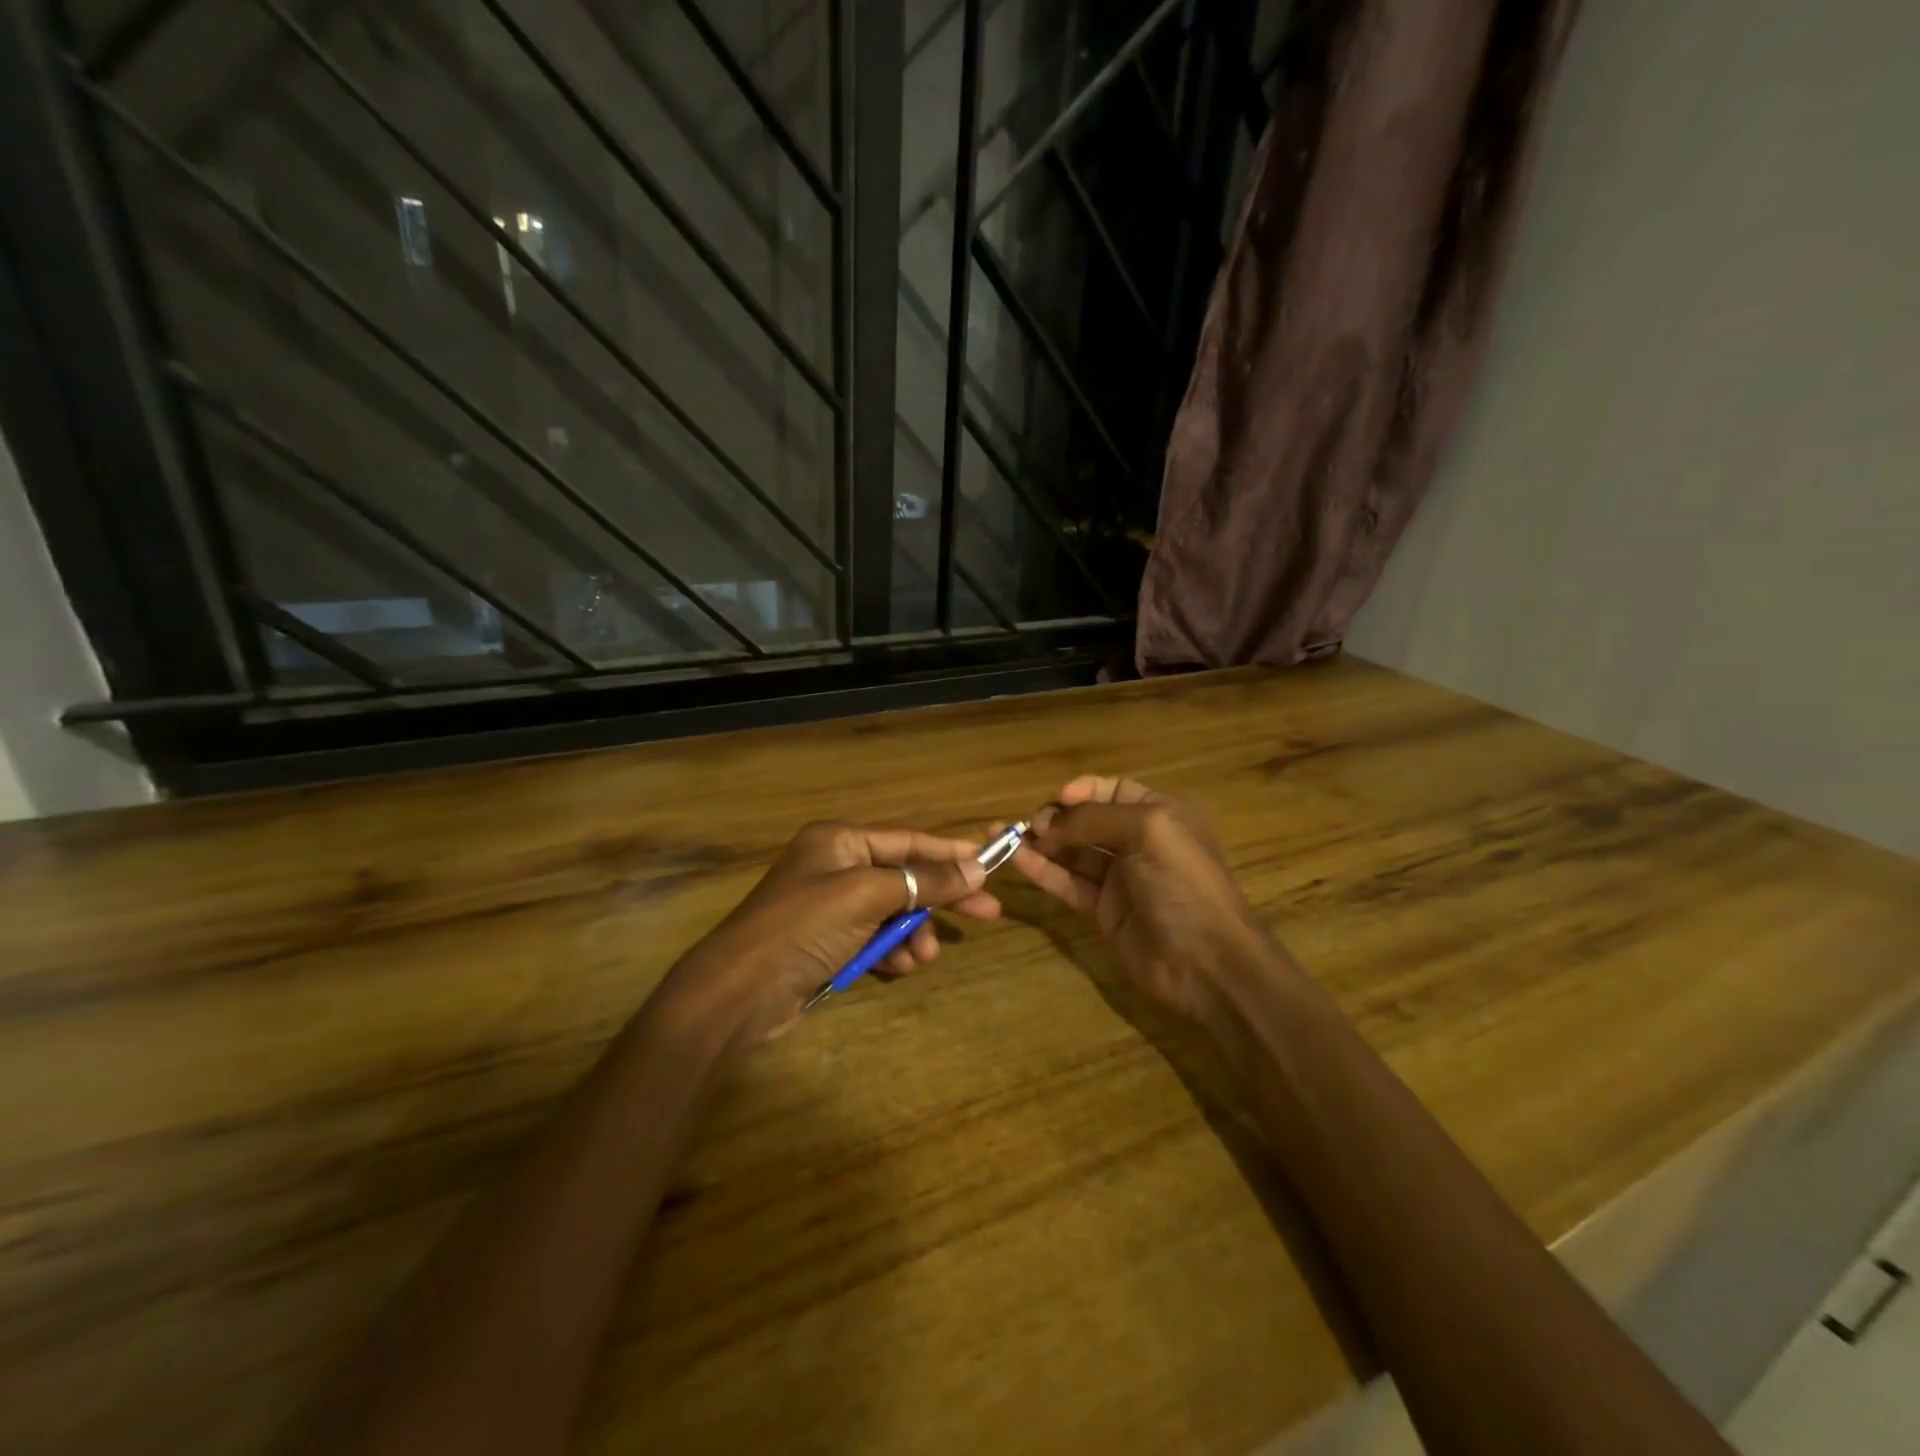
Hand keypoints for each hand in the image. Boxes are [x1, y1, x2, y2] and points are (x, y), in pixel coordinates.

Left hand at [658, 820, 1002, 1053]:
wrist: (739, 992)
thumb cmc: (803, 927)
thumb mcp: (867, 896)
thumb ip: (924, 881)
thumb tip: (976, 868)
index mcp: (840, 841)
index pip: (909, 839)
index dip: (951, 851)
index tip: (992, 863)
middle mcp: (836, 867)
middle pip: (906, 876)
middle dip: (942, 898)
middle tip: (988, 914)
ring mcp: (832, 907)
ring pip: (894, 913)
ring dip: (914, 934)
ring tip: (924, 957)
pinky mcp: (829, 943)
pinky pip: (875, 939)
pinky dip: (891, 952)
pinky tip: (899, 968)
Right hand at [1012, 775, 1270, 1020]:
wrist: (1207, 962)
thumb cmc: (1183, 884)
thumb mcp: (1147, 832)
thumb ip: (1094, 819)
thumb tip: (1048, 823)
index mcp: (1159, 814)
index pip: (1112, 790)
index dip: (1082, 791)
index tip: (1057, 799)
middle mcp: (1138, 841)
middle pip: (1087, 820)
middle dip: (1056, 817)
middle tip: (1030, 826)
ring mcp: (1119, 878)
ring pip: (1072, 852)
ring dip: (1040, 843)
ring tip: (1003, 836)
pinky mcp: (1102, 910)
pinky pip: (1067, 883)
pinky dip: (1042, 871)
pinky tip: (1017, 860)